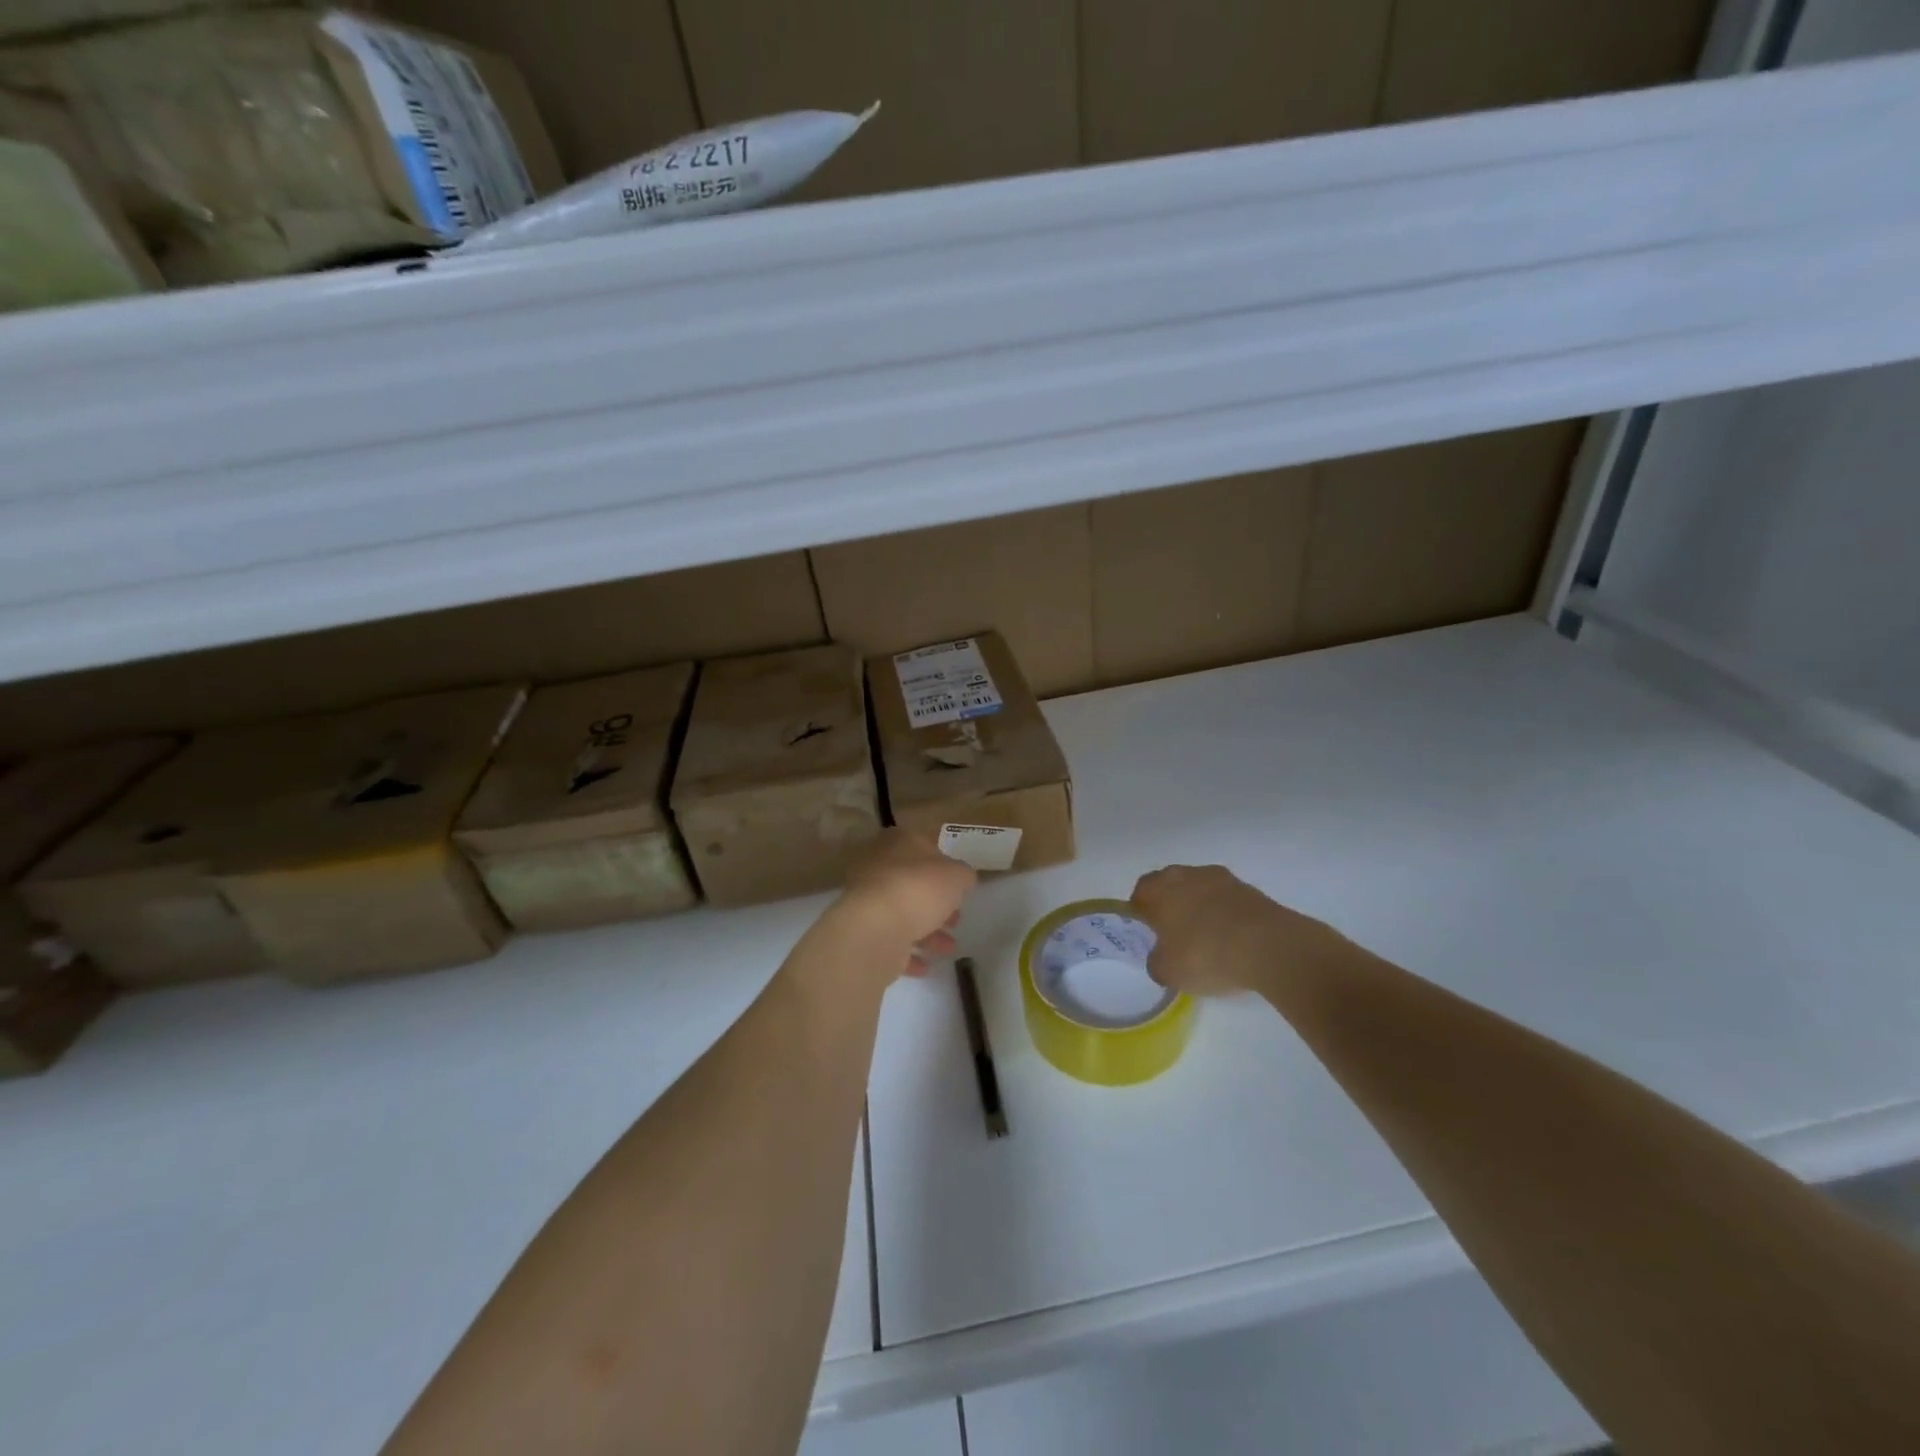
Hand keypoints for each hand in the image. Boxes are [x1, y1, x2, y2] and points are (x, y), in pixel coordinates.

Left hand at [833, 829, 977, 977]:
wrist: (876, 929)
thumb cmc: (919, 890)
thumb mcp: (957, 876)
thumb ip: (963, 875)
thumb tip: (962, 879)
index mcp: (898, 843)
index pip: (923, 847)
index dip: (944, 867)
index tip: (958, 888)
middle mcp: (877, 866)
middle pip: (913, 883)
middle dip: (936, 904)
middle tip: (955, 920)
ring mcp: (867, 899)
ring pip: (902, 913)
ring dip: (927, 932)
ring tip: (948, 948)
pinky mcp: (862, 931)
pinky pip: (890, 940)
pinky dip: (908, 953)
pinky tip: (925, 966)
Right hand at [1130, 864, 1351, 997]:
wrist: (1270, 947)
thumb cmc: (1205, 954)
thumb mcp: (1167, 971)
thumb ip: (1156, 961)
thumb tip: (1161, 957)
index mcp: (1160, 888)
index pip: (1141, 891)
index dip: (1140, 911)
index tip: (1146, 932)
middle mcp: (1188, 874)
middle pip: (1171, 885)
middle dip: (1170, 906)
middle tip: (1173, 935)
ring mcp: (1222, 879)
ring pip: (1201, 890)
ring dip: (1200, 908)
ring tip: (1206, 939)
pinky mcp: (1251, 890)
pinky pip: (1228, 901)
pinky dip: (1225, 915)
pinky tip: (1231, 940)